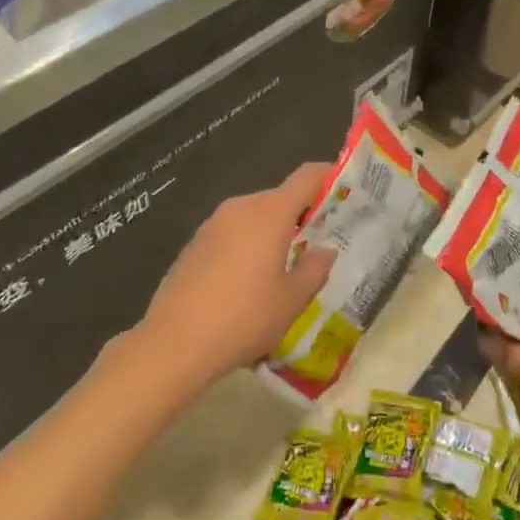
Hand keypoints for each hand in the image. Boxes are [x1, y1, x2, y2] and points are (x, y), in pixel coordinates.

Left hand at [137, 163, 336, 389]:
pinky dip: (248, 244)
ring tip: (286, 265)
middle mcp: (240, 208)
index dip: (328, 176)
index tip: (346, 188)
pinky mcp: (194, 244)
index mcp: (269, 213)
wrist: (174, 343)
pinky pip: (232, 233)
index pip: (306, 177)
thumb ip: (315, 269)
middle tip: (320, 240)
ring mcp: (212, 224)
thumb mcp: (292, 300)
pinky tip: (249, 281)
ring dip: (273, 231)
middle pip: (279, 198)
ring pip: (254, 216)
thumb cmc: (244, 318)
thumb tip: (324, 250)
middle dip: (302, 213)